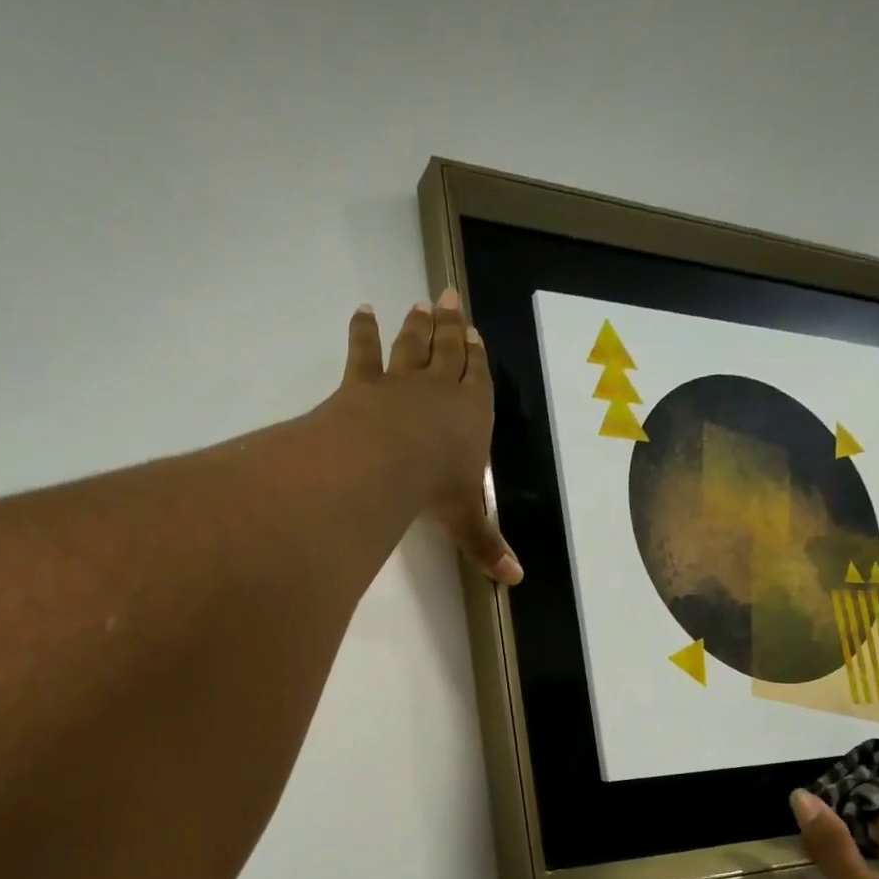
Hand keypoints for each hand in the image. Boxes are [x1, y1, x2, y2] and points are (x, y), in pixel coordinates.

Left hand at [334, 290, 521, 583]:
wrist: (384, 465)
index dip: (476, 357)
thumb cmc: (434, 490)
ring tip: (419, 304)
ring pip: (411, 346)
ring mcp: (400, 383)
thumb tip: (516, 581)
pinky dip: (363, 331)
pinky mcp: (362, 384)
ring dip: (416, 326)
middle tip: (448, 298)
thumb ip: (487, 546)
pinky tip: (362, 311)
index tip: (473, 331)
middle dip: (450, 326)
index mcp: (471, 416)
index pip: (478, 380)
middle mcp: (439, 391)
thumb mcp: (465, 521)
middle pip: (447, 352)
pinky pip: (364, 352)